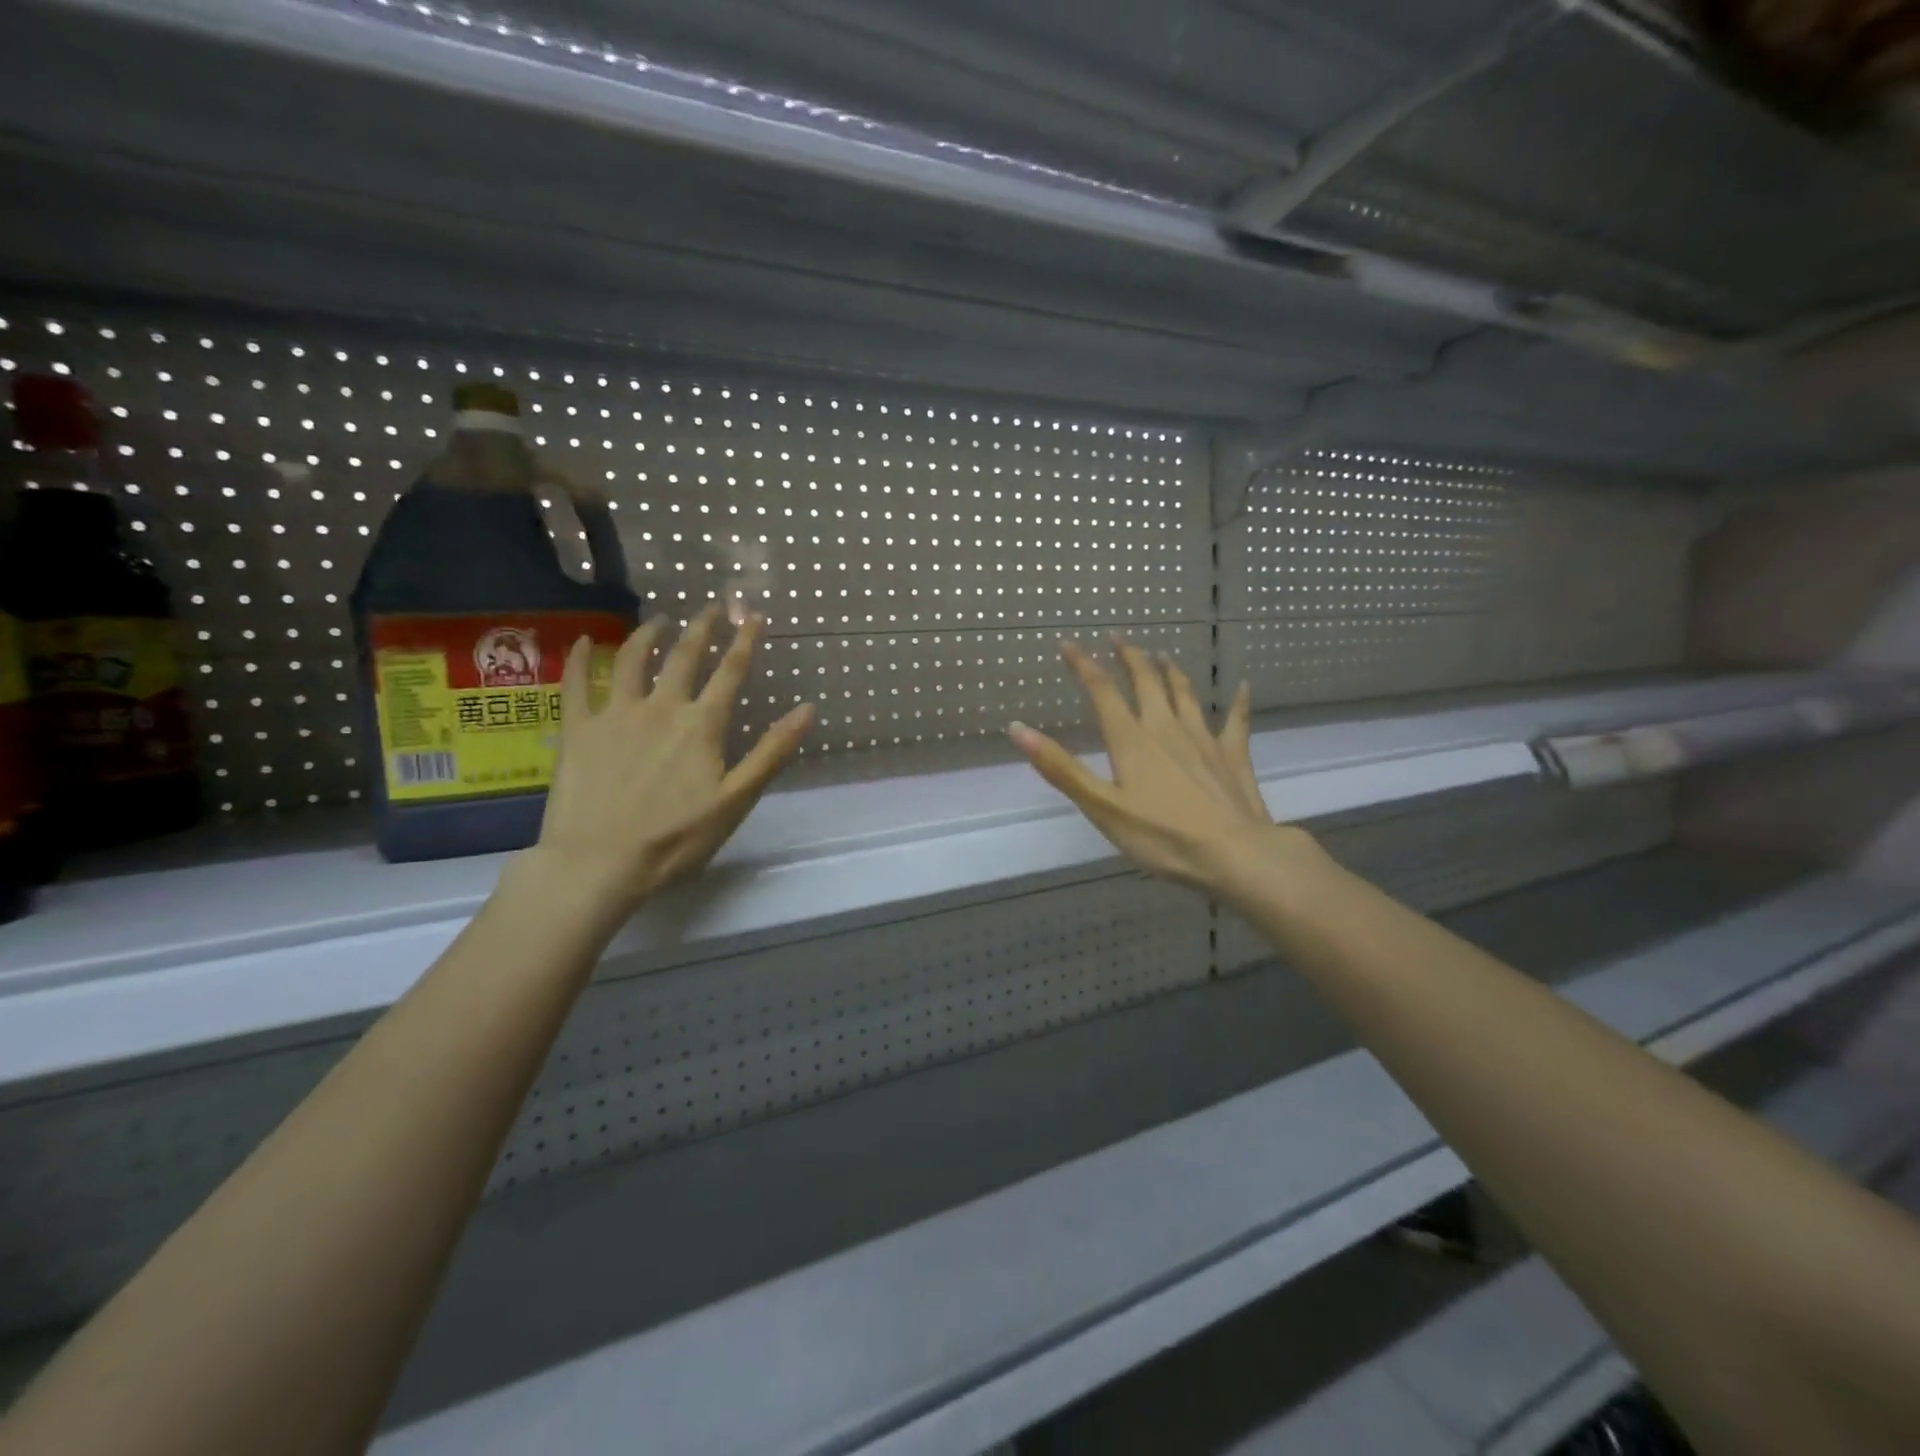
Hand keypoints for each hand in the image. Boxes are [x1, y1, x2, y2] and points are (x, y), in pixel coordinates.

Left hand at [527, 602, 813, 929]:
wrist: (599, 862)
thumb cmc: (676, 838)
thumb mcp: (736, 800)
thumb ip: (772, 751)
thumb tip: (808, 709)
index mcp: (701, 725)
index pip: (730, 672)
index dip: (745, 640)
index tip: (754, 614)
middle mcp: (660, 707)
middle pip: (683, 655)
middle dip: (701, 627)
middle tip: (711, 606)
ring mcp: (615, 714)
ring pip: (631, 659)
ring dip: (647, 634)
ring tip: (658, 620)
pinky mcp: (578, 729)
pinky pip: (576, 684)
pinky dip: (579, 657)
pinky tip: (582, 641)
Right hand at [1009, 639, 1312, 892]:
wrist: (1234, 854)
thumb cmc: (1161, 836)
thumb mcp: (1101, 807)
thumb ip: (1061, 768)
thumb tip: (1017, 728)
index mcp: (1132, 740)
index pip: (1102, 691)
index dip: (1083, 665)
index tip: (1068, 644)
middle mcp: (1166, 728)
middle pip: (1145, 682)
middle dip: (1128, 657)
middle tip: (1117, 638)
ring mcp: (1203, 739)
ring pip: (1184, 694)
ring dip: (1170, 672)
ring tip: (1161, 655)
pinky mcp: (1233, 756)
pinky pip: (1236, 721)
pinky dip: (1238, 702)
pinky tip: (1242, 687)